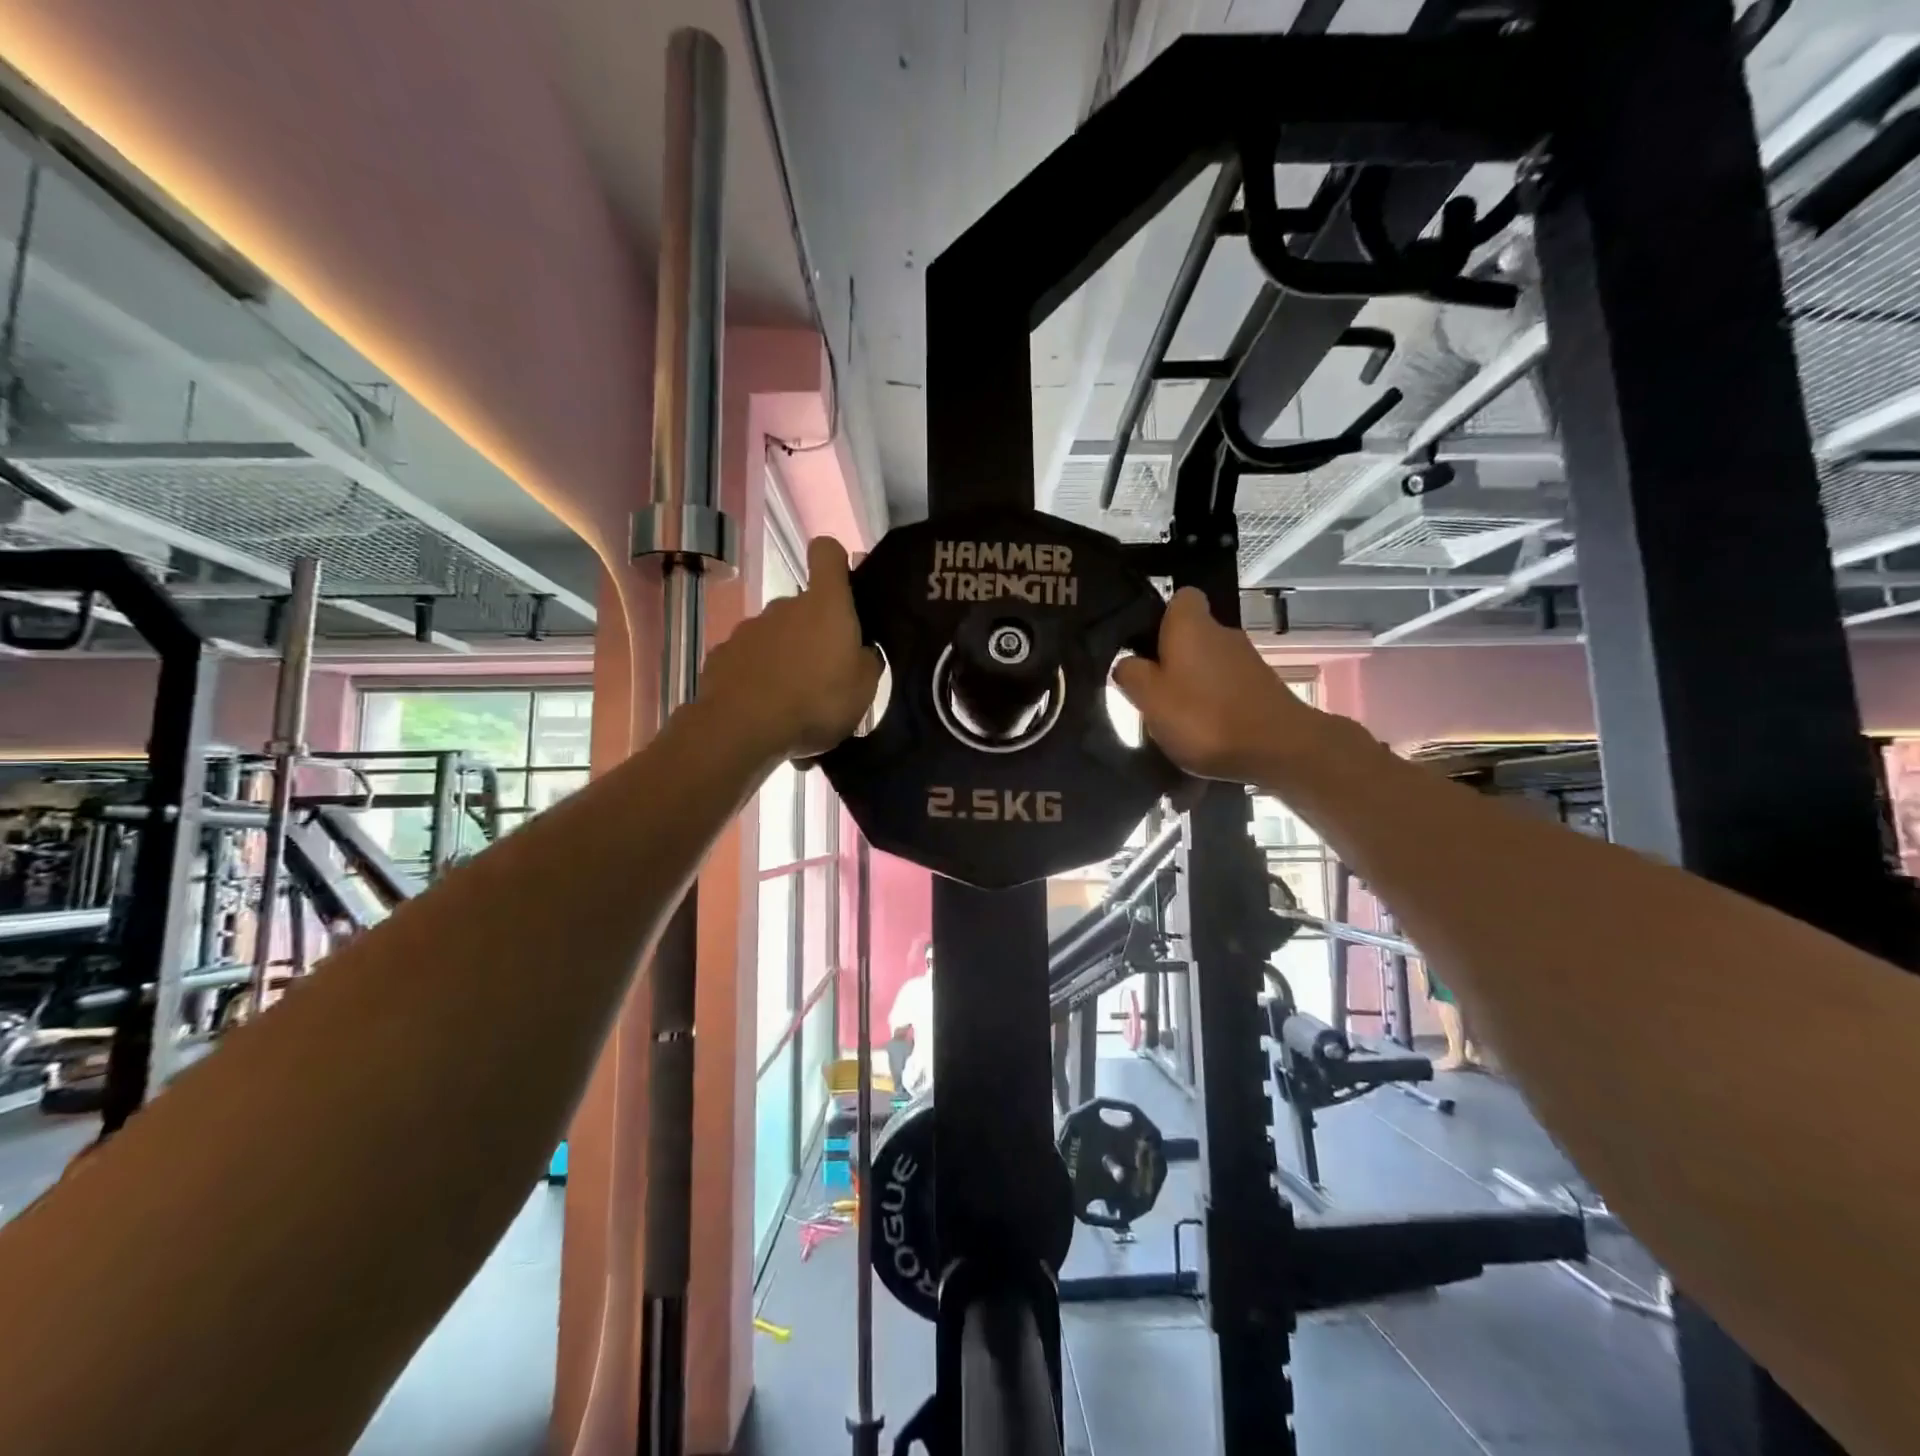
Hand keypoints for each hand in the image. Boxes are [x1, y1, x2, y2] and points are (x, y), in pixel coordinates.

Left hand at [701, 537, 881, 760]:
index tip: (842, 586)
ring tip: (793, 701)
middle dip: (813, 634)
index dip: (835, 563)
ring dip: (785, 659)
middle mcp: (784, 606)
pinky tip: (764, 709)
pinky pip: (749, 661)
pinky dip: (758, 678)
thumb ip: (866, 660)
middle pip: (802, 607)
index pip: (828, 554)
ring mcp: (748, 629)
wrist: (744, 728)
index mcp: (825, 605)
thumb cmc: (817, 701)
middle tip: (825, 675)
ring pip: (775, 636)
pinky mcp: (722, 656)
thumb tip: (860, 650)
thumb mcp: (864, 688)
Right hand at [1113, 588, 1328, 784]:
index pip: (1180, 597)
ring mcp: (1247, 660)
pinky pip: (1226, 685)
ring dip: (1192, 682)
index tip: (1144, 646)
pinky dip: (1214, 701)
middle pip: (1191, 634)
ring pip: (1208, 661)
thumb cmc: (1204, 717)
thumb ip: (1131, 674)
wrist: (1279, 750)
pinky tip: (1205, 729)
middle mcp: (1222, 632)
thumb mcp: (1149, 698)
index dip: (1160, 617)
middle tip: (1151, 689)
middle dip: (1171, 657)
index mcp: (1192, 625)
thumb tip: (1127, 662)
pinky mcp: (1262, 687)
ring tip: (1175, 716)